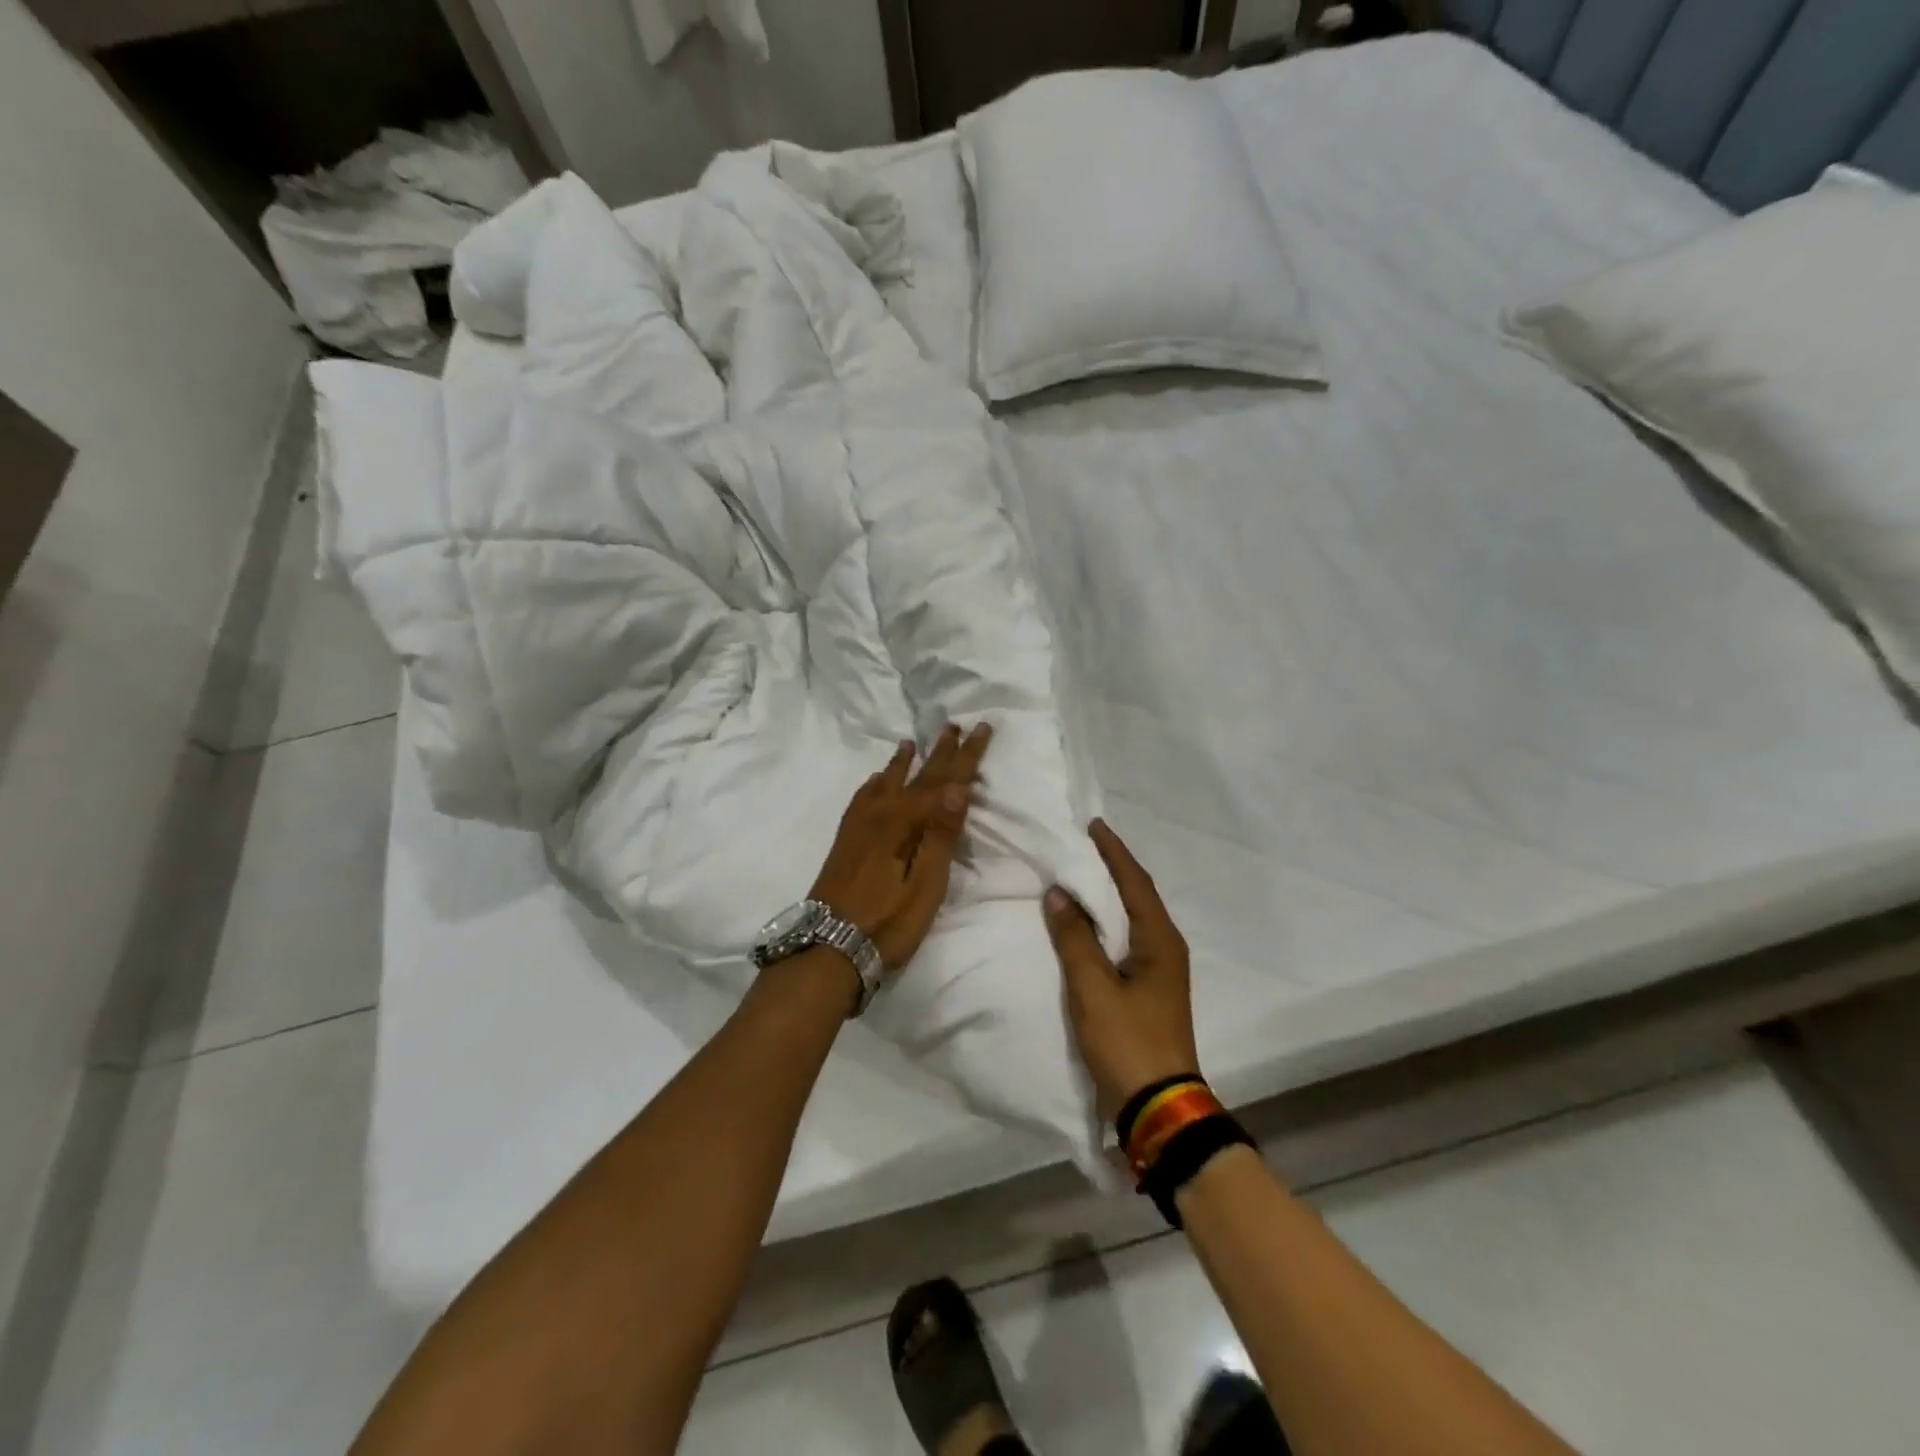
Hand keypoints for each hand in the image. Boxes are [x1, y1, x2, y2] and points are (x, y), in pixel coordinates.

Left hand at [809, 723, 991, 970]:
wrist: (827, 946)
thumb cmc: (888, 921)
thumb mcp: (926, 885)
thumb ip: (941, 835)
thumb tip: (959, 787)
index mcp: (906, 822)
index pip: (945, 781)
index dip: (966, 755)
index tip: (981, 727)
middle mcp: (881, 813)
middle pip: (917, 775)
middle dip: (939, 751)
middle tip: (953, 724)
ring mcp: (859, 825)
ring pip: (887, 781)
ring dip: (904, 761)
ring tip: (911, 741)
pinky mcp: (846, 839)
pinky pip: (864, 796)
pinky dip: (876, 781)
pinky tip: (877, 780)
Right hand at [1043, 819, 1200, 1121]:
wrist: (1158, 1108)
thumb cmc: (1128, 1042)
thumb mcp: (1094, 989)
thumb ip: (1075, 938)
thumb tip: (1059, 893)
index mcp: (1160, 941)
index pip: (1135, 882)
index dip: (1114, 852)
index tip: (1092, 825)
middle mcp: (1165, 949)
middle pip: (1137, 896)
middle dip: (1111, 868)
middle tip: (1080, 845)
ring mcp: (1159, 972)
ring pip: (1131, 919)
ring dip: (1108, 895)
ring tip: (1078, 875)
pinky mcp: (1147, 991)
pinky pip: (1125, 941)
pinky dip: (1105, 923)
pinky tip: (1084, 924)